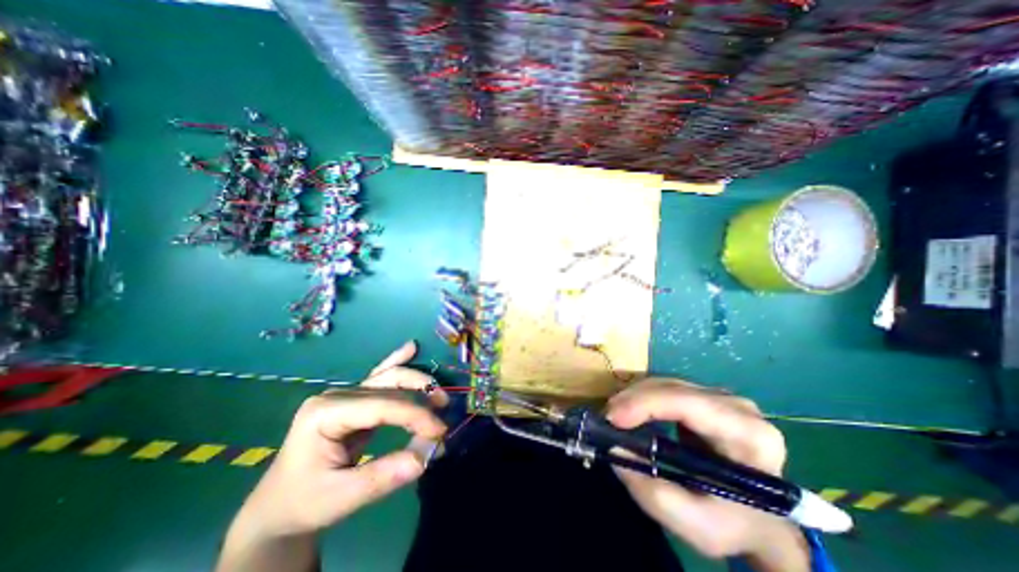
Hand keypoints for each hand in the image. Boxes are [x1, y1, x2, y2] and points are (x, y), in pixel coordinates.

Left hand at [220, 341, 445, 571]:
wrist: (278, 505)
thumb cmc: (303, 501)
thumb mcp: (341, 498)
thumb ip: (385, 475)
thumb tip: (428, 455)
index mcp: (326, 413)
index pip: (382, 405)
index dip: (416, 414)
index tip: (440, 431)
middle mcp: (337, 395)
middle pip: (389, 383)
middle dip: (421, 396)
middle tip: (444, 412)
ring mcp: (345, 394)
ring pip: (389, 377)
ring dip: (418, 383)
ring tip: (440, 396)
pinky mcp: (354, 399)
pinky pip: (380, 376)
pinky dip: (397, 361)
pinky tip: (411, 348)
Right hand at [608, 379, 807, 570]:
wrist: (761, 519)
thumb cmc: (734, 524)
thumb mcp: (696, 525)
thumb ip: (653, 492)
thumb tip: (615, 449)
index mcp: (748, 434)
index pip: (689, 404)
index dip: (646, 404)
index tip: (612, 418)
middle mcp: (737, 406)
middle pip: (674, 388)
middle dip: (634, 400)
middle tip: (607, 418)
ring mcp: (722, 397)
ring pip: (667, 384)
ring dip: (635, 397)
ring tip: (615, 416)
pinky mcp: (707, 397)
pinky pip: (667, 388)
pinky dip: (643, 398)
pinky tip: (631, 412)